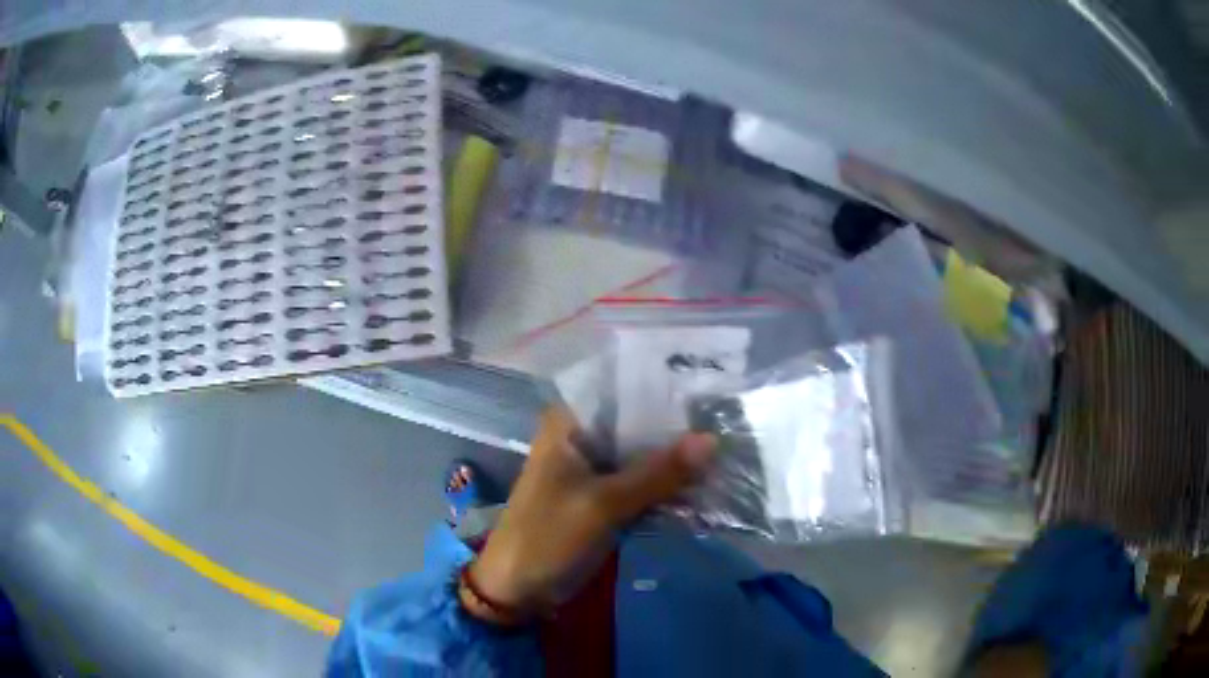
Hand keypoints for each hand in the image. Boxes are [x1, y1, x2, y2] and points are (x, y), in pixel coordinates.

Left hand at [460, 406, 714, 622]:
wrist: (517, 589)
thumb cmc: (548, 537)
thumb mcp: (604, 504)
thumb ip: (657, 473)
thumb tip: (713, 439)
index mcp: (568, 423)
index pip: (622, 389)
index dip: (664, 386)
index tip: (709, 384)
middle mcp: (582, 437)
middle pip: (636, 422)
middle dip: (677, 426)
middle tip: (728, 417)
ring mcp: (593, 469)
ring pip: (641, 453)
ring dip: (675, 457)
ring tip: (726, 444)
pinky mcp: (603, 497)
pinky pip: (640, 481)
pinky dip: (665, 482)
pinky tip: (704, 478)